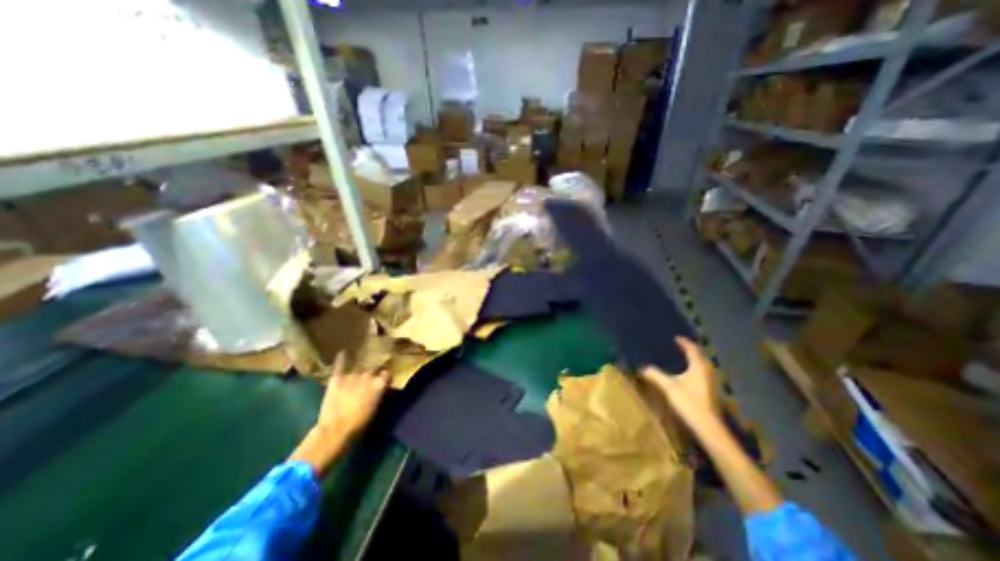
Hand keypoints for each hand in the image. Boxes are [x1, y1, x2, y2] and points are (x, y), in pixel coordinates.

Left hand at [316, 356, 389, 438]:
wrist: (335, 431)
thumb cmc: (360, 424)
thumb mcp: (376, 408)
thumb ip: (380, 393)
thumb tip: (382, 386)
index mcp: (380, 384)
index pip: (387, 373)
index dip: (385, 375)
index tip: (385, 376)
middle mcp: (368, 376)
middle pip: (373, 368)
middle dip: (374, 369)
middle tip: (373, 370)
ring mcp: (352, 376)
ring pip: (359, 366)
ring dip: (361, 365)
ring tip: (362, 358)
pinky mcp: (337, 378)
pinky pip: (341, 365)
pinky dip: (342, 358)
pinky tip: (343, 352)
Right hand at [640, 338, 717, 428]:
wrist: (709, 427)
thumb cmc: (689, 402)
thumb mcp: (668, 387)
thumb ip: (655, 374)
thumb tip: (642, 367)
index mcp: (698, 366)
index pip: (692, 349)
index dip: (684, 342)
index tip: (676, 338)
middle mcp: (707, 371)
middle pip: (700, 355)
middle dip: (690, 349)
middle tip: (679, 346)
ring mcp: (711, 381)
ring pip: (703, 365)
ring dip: (694, 359)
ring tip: (682, 357)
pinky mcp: (711, 391)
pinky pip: (703, 372)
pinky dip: (695, 368)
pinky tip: (688, 374)